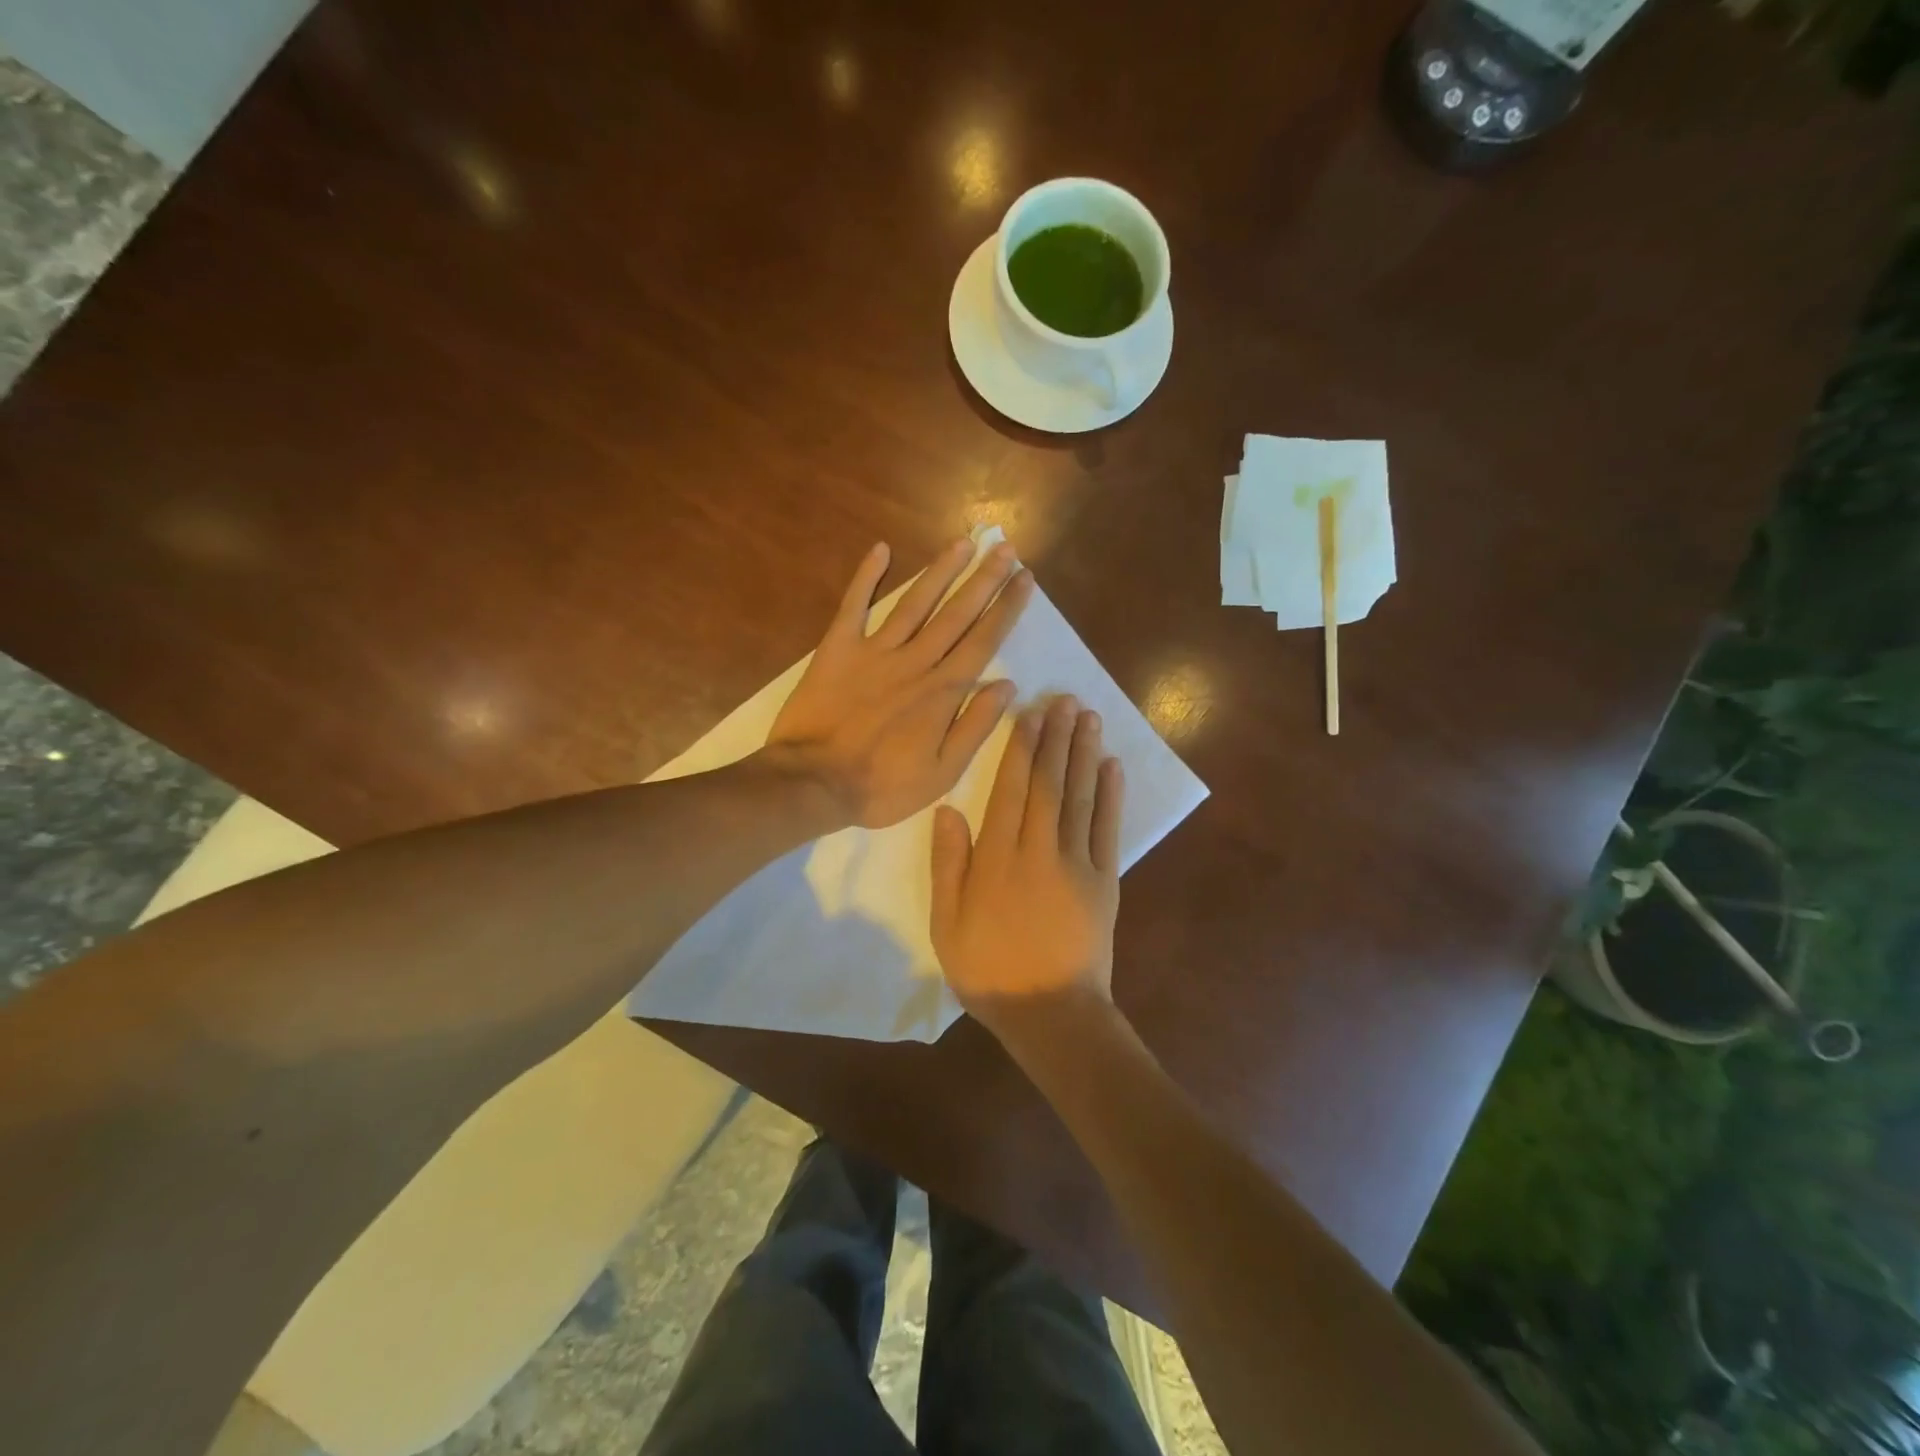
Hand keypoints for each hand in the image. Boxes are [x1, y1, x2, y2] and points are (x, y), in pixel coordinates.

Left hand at [765, 538, 1033, 828]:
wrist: (813, 783)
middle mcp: (915, 661)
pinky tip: (881, 549)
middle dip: (984, 579)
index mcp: (943, 691)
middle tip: (1005, 548)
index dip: (1006, 608)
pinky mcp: (838, 649)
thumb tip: (1007, 686)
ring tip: (963, 543)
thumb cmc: (881, 786)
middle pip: (956, 613)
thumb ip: (975, 726)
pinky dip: (866, 577)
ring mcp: (875, 651)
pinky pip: (854, 605)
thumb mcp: (941, 772)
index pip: (983, 641)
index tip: (1025, 579)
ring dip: (941, 571)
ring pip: (915, 602)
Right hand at [930, 695, 1124, 1048]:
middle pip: (1049, 783)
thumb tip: (948, 809)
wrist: (1050, 1013)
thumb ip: (948, 864)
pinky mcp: (1106, 881)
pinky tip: (1112, 766)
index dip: (1020, 749)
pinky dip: (1111, 796)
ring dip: (1084, 754)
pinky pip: (1108, 830)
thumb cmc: (989, 970)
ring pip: (1080, 797)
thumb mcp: (947, 923)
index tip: (1029, 714)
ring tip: (1088, 718)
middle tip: (1065, 700)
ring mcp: (1078, 864)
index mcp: (997, 859)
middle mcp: (1039, 850)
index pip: (1010, 790)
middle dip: (1056, 738)